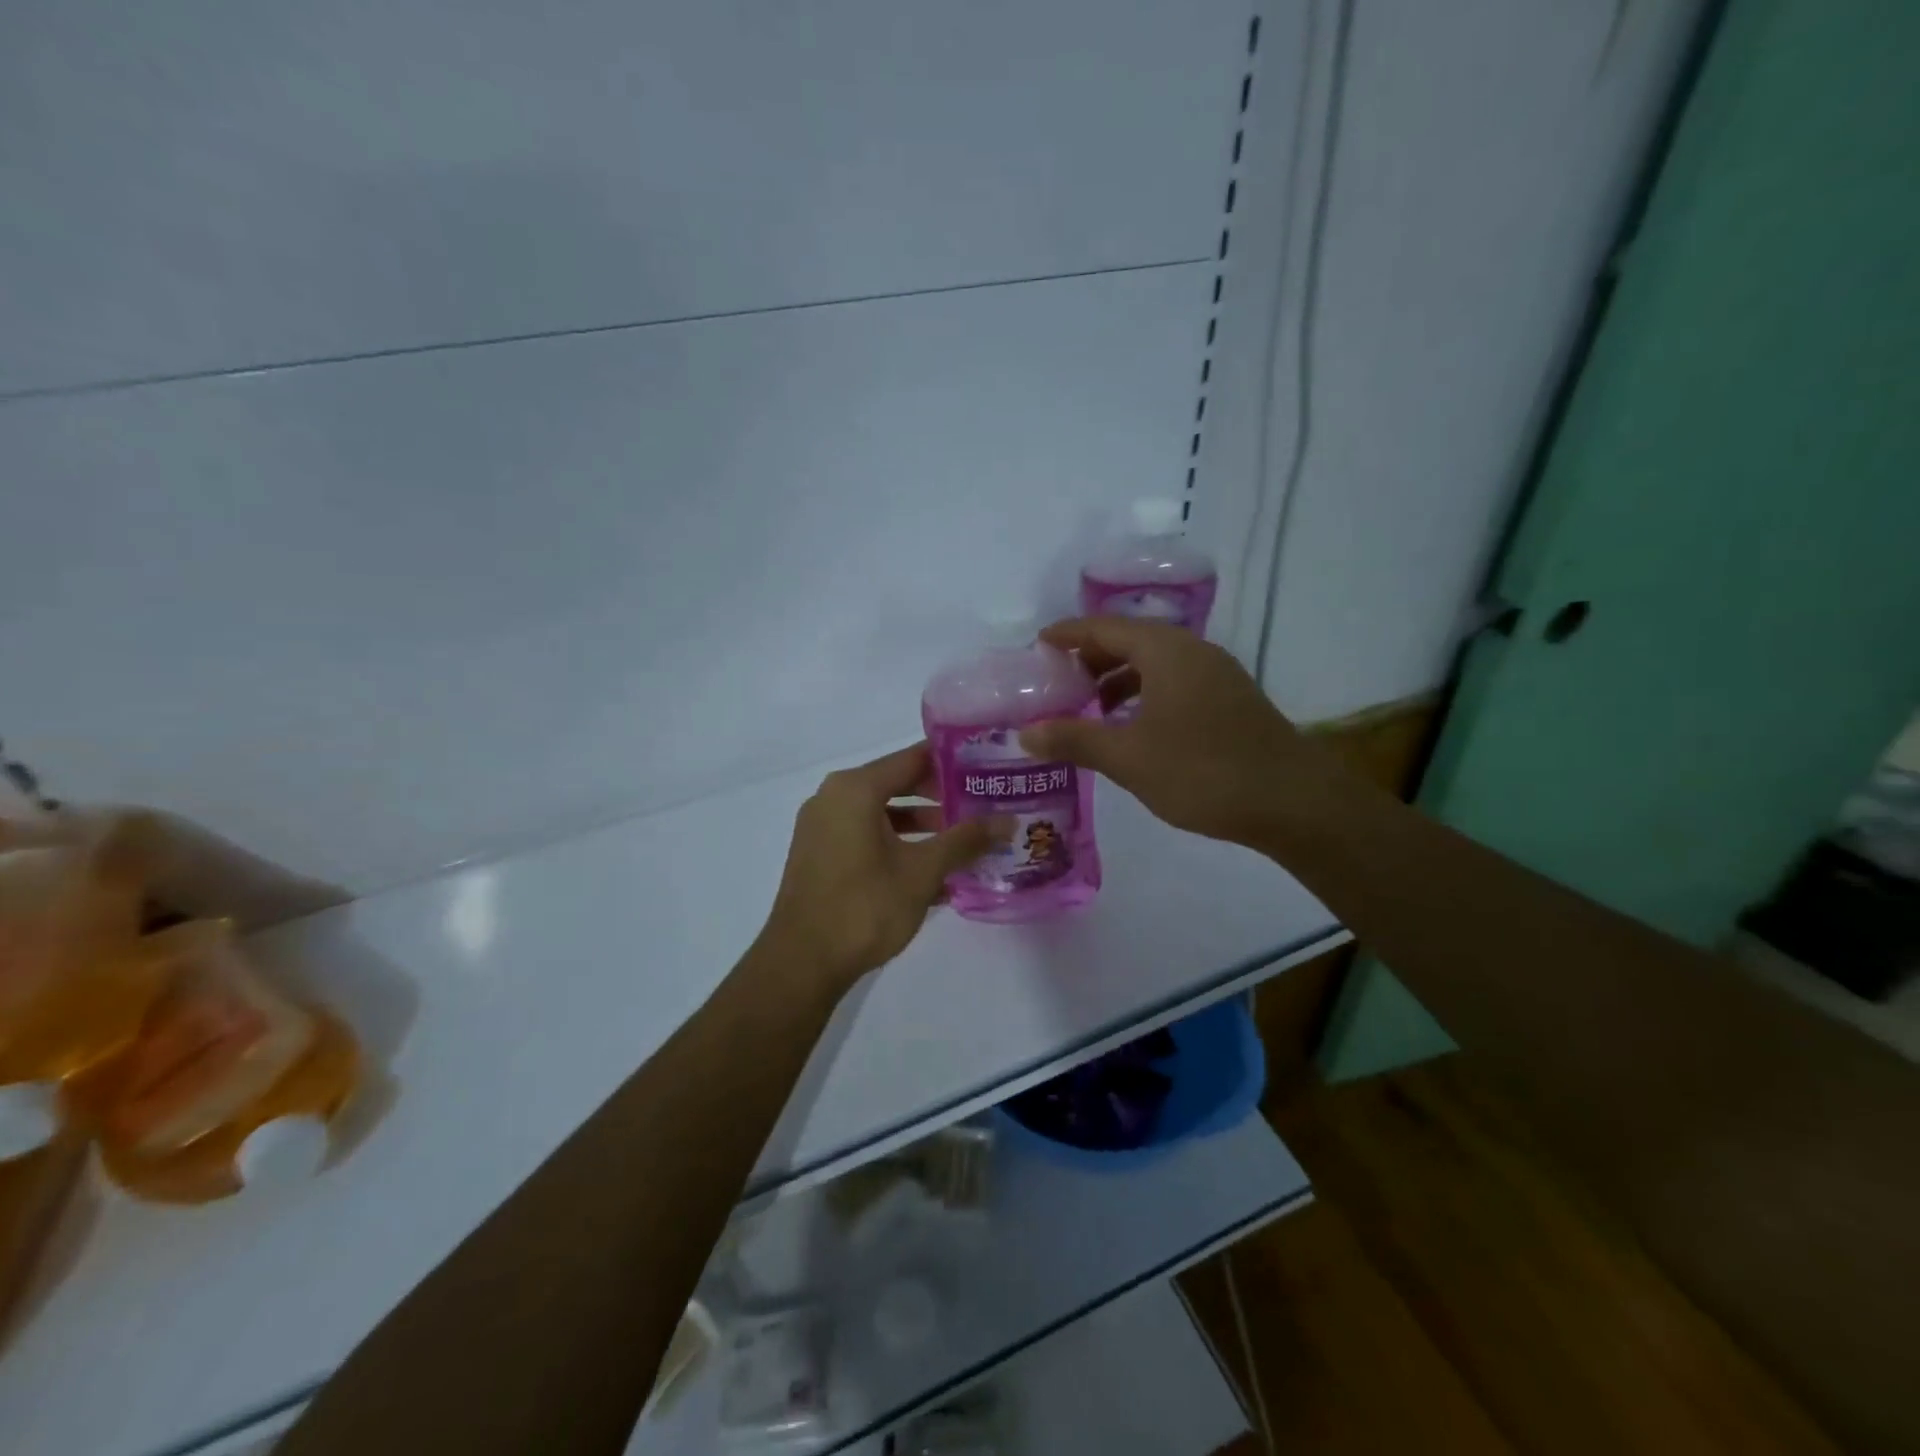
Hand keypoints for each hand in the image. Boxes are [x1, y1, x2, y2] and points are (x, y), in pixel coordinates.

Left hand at [759, 744, 1001, 991]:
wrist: (802, 963)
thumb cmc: (864, 907)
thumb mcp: (922, 872)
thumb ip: (964, 841)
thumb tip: (1008, 821)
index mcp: (855, 789)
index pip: (913, 758)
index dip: (953, 762)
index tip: (987, 768)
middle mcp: (833, 797)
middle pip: (897, 782)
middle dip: (940, 796)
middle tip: (982, 804)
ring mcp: (822, 827)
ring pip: (882, 812)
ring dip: (921, 824)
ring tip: (962, 841)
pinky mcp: (819, 854)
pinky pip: (865, 835)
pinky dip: (896, 843)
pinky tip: (930, 870)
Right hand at [1019, 617, 1348, 848]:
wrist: (1293, 802)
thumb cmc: (1203, 772)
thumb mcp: (1128, 758)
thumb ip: (1074, 740)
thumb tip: (1026, 734)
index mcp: (1165, 651)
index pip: (1104, 628)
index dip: (1068, 635)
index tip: (1037, 645)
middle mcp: (1192, 651)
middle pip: (1130, 640)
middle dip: (1091, 658)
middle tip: (1057, 681)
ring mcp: (1217, 675)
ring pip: (1155, 663)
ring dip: (1118, 679)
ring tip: (1088, 707)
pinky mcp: (1230, 700)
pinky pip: (1174, 682)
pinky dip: (1144, 694)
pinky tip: (1132, 727)